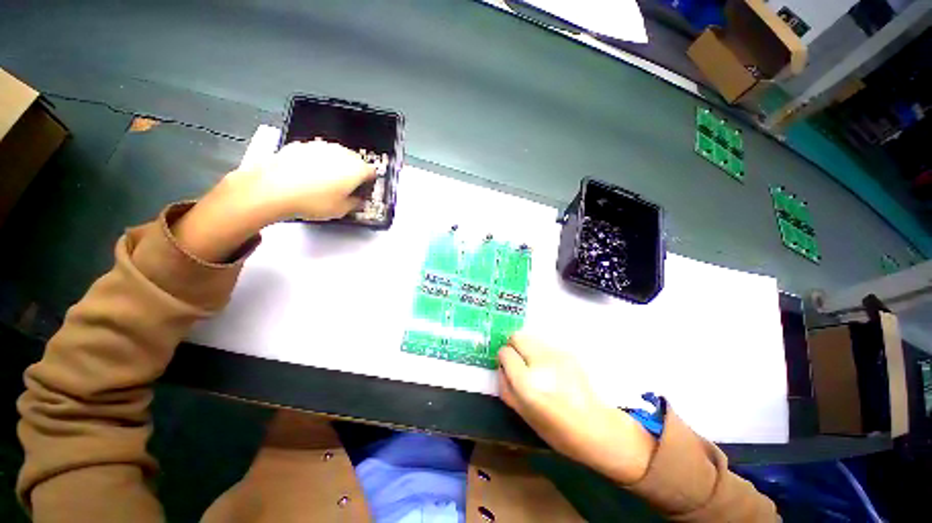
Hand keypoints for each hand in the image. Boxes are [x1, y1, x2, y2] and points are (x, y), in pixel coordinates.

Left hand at [232, 140, 376, 221]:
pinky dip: (316, 163)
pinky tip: (307, 176)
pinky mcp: (301, 145)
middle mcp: (341, 153)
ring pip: (335, 156)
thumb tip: (356, 200)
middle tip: (345, 188)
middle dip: (353, 173)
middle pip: (355, 161)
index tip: (363, 191)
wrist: (273, 189)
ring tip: (324, 184)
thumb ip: (355, 203)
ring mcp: (320, 146)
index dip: (369, 183)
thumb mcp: (341, 210)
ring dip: (335, 167)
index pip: (372, 172)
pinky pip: (316, 154)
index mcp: (356, 168)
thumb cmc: (311, 201)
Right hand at [498, 332, 656, 484]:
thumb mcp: (524, 414)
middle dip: (514, 346)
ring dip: (528, 348)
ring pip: (532, 338)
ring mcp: (557, 354)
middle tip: (520, 362)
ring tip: (537, 366)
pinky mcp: (568, 352)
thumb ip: (506, 387)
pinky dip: (542, 352)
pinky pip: (546, 345)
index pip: (505, 353)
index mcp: (527, 383)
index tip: (508, 366)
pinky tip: (552, 369)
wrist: (599, 428)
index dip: (504, 359)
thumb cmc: (558, 430)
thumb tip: (501, 367)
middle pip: (517, 336)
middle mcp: (540, 362)